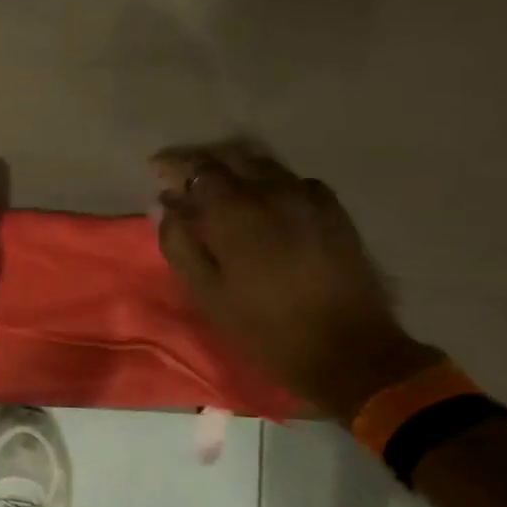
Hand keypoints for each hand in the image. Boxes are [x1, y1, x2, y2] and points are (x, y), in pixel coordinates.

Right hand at [151, 139, 439, 420]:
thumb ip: (180, 243)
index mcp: (233, 210)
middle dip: (205, 164)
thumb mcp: (208, 293)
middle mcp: (270, 191)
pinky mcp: (334, 210)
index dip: (175, 166)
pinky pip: (296, 182)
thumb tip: (164, 205)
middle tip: (189, 181)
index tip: (158, 172)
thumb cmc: (264, 326)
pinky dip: (274, 185)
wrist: (347, 349)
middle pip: (232, 158)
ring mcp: (307, 197)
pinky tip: (271, 205)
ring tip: (227, 191)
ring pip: (265, 166)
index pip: (197, 168)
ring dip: (240, 171)